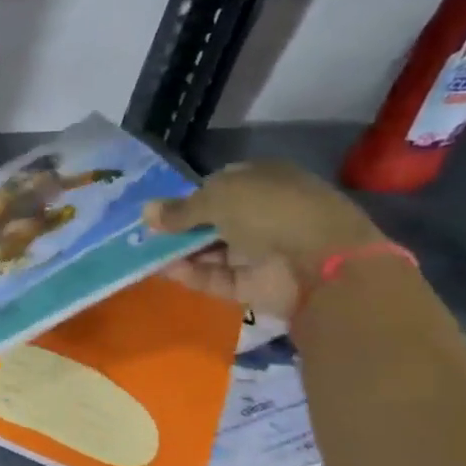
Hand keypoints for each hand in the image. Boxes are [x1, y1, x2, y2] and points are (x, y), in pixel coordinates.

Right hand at [143, 160, 386, 322]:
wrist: (319, 264)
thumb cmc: (270, 213)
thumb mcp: (218, 198)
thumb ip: (179, 209)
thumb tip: (145, 211)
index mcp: (264, 181)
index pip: (219, 185)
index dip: (188, 196)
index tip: (159, 210)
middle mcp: (263, 214)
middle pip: (212, 220)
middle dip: (180, 227)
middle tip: (145, 235)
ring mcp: (260, 250)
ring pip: (211, 250)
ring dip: (180, 251)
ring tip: (145, 254)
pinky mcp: (254, 284)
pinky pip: (216, 277)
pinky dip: (192, 274)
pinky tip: (164, 270)